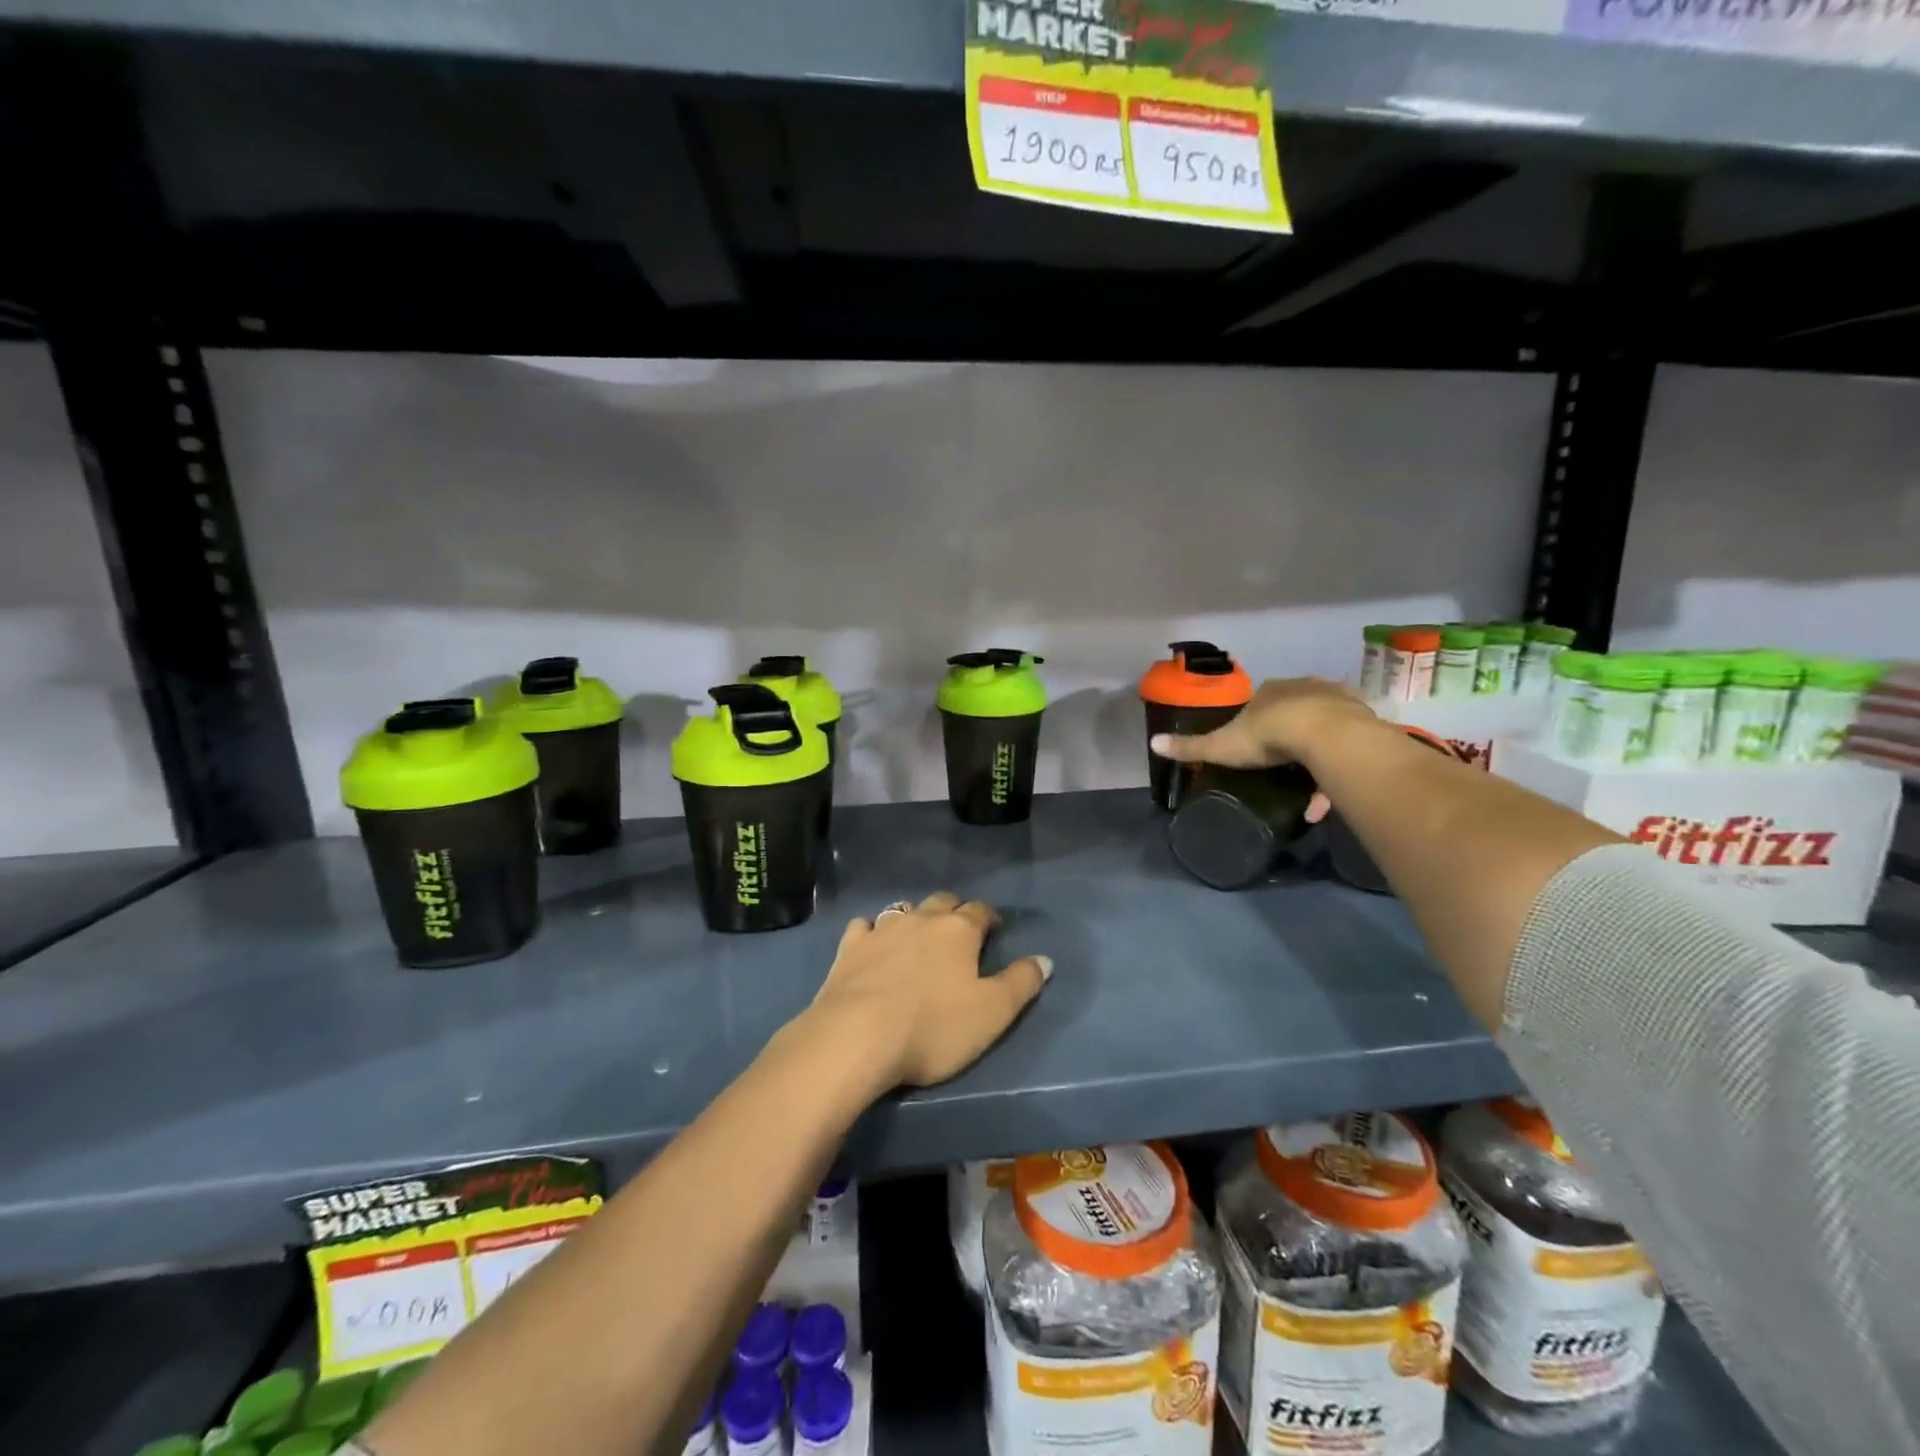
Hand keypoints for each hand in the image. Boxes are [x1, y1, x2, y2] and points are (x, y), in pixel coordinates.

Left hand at [808, 892, 1050, 1088]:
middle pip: (942, 902)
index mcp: (959, 930)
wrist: (858, 1036)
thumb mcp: (993, 1013)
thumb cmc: (934, 1027)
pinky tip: (872, 943)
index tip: (994, 928)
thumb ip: (1021, 983)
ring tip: (918, 934)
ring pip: (903, 909)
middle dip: (954, 910)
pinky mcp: (849, 948)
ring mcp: (881, 930)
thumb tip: (1045, 959)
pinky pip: (864, 926)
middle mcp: (921, 919)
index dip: (990, 917)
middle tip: (959, 930)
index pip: (980, 911)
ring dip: (914, 917)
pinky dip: (872, 931)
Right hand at [1150, 677, 1379, 822]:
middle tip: (1282, 767)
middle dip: (1288, 736)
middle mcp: (1303, 687)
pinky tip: (1330, 793)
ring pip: (1324, 725)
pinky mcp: (1363, 717)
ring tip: (1310, 790)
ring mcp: (1336, 699)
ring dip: (1317, 753)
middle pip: (1293, 709)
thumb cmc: (1268, 737)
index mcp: (1269, 691)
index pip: (1259, 702)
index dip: (1256, 723)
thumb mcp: (1223, 745)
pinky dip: (1338, 765)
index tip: (1254, 746)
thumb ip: (1191, 746)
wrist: (1327, 736)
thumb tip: (1153, 743)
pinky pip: (1347, 742)